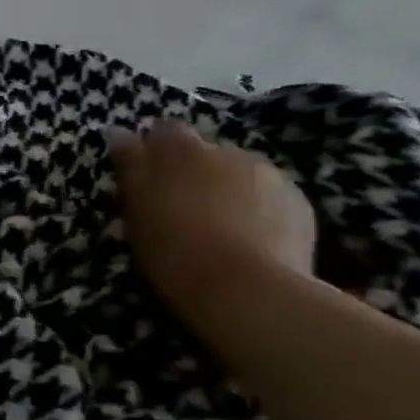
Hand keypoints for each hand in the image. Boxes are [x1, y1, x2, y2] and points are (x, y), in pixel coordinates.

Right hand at [108, 120, 317, 334]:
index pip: (163, 130)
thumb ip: (130, 166)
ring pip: (238, 171)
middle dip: (190, 168)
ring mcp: (267, 174)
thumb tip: (121, 131)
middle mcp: (226, 151)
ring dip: (225, 185)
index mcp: (180, 150)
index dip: (152, 146)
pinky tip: (248, 235)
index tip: (143, 170)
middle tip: (177, 202)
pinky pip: (268, 194)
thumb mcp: (136, 209)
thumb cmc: (173, 249)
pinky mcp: (298, 201)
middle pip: (203, 150)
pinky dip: (256, 206)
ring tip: (216, 222)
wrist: (246, 289)